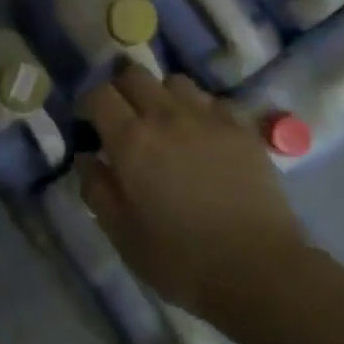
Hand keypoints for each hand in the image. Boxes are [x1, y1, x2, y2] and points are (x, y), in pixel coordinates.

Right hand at [79, 65, 307, 319]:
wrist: (257, 269)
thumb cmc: (180, 259)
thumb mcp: (121, 234)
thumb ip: (96, 188)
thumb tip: (86, 156)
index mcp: (131, 140)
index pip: (99, 95)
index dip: (88, 103)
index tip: (88, 123)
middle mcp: (166, 115)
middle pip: (134, 74)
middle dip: (122, 90)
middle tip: (123, 118)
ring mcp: (208, 117)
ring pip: (175, 81)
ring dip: (161, 95)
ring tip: (165, 123)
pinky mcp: (241, 127)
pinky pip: (212, 100)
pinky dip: (199, 109)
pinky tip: (202, 135)